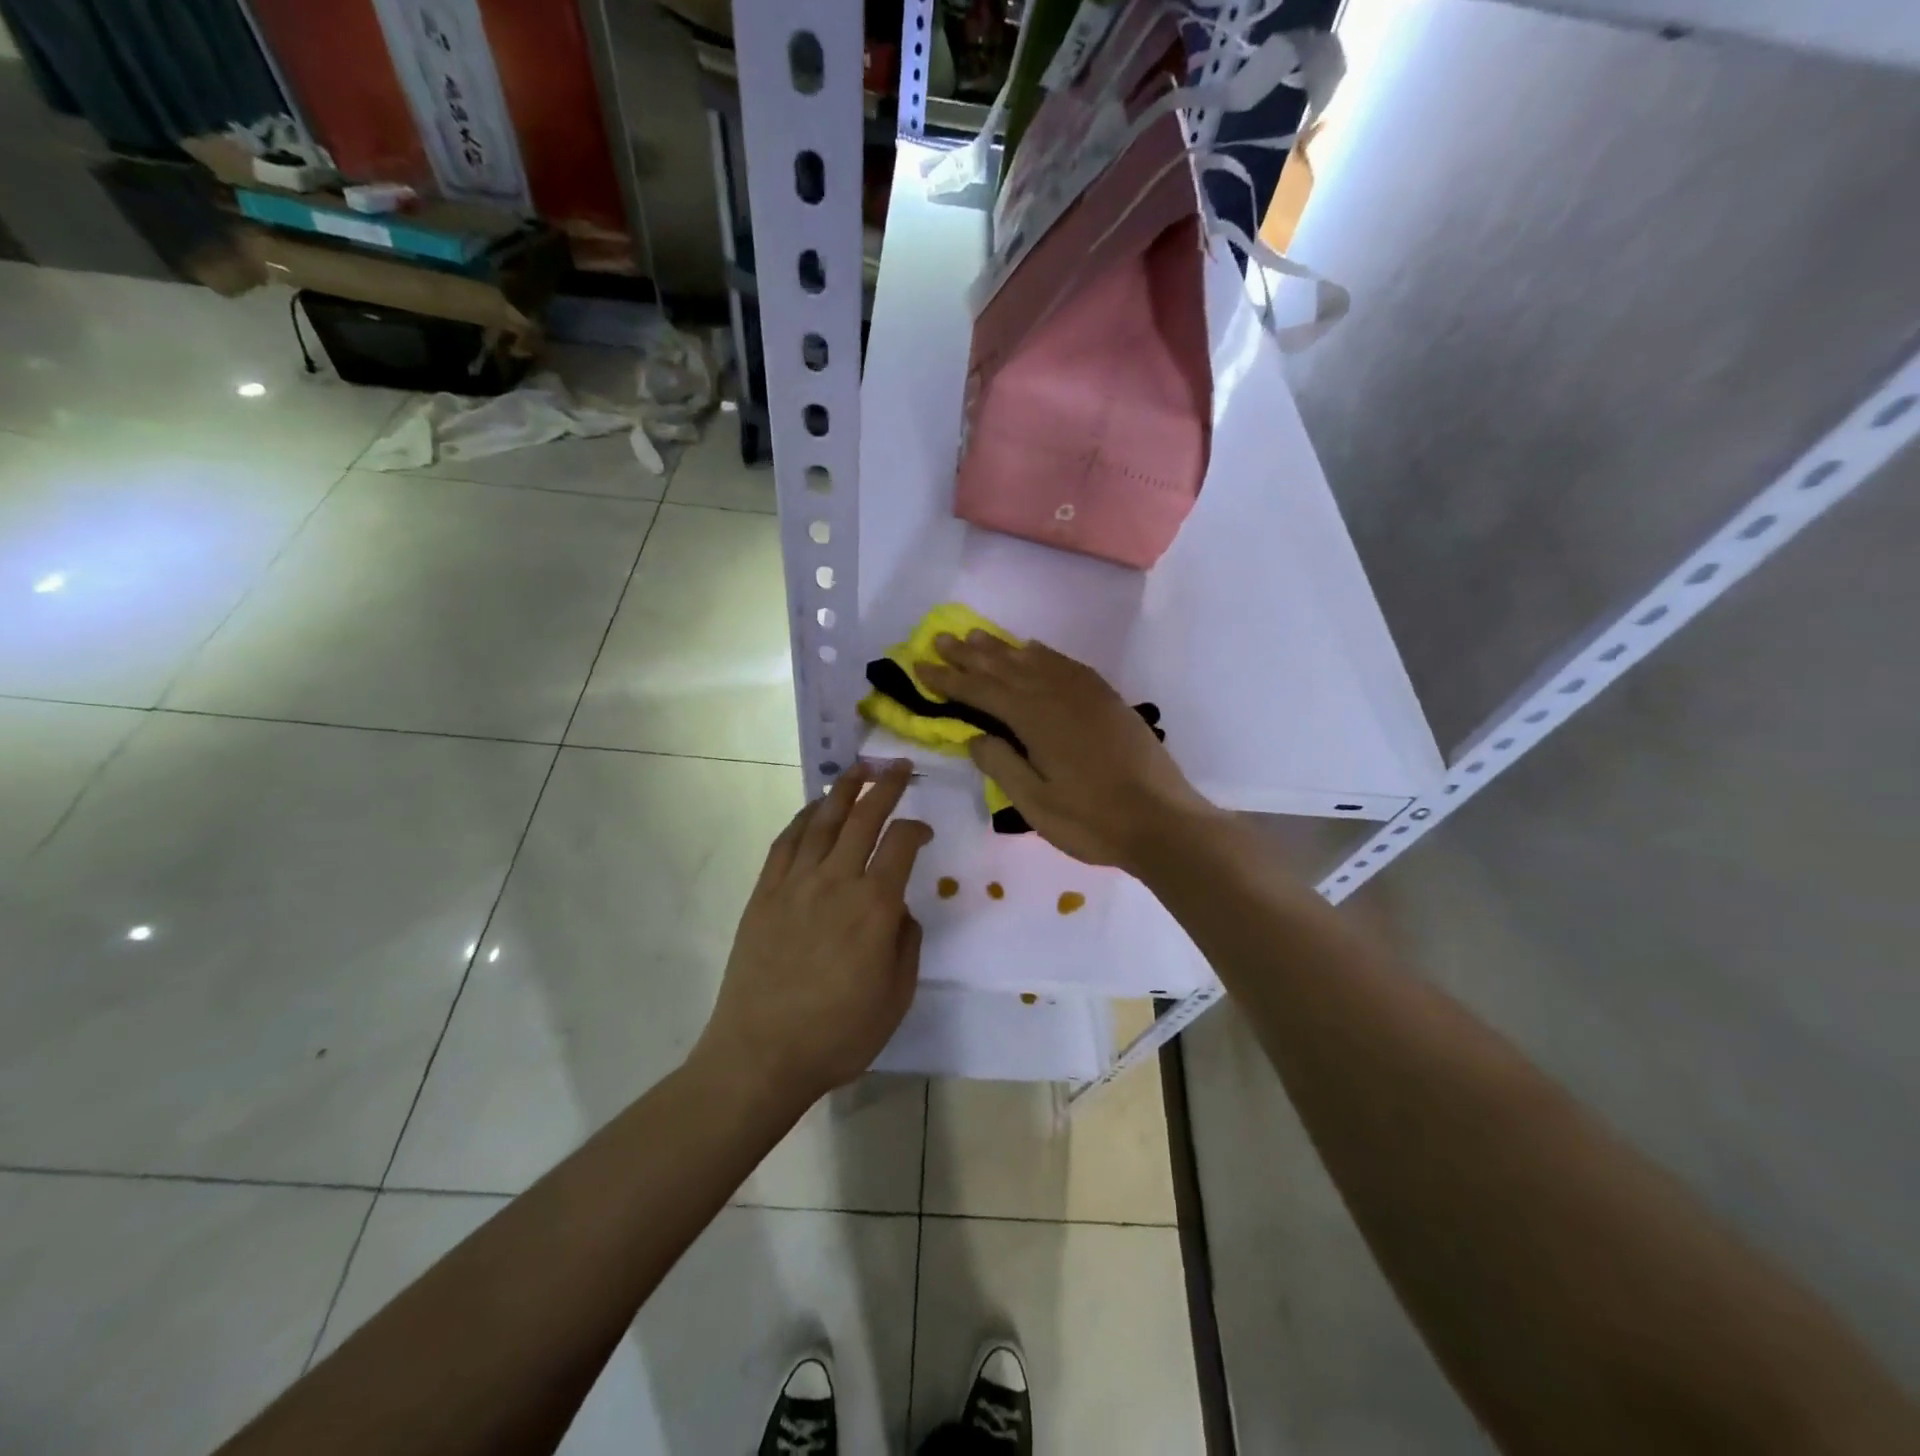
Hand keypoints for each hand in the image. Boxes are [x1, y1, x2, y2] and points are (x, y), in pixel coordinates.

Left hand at [696, 760, 932, 1104]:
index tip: (924, 830)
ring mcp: (796, 883)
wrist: (761, 1054)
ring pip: (823, 821)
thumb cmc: (838, 1034)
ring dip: (843, 789)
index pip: (902, 844)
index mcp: (875, 907)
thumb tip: (898, 908)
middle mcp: (836, 882)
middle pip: (864, 818)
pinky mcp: (765, 893)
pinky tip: (813, 809)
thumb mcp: (896, 997)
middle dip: (886, 786)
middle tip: (898, 766)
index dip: (917, 827)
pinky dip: (803, 818)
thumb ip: (906, 942)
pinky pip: (786, 842)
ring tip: (859, 768)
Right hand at [918, 633, 1216, 873]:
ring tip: (976, 636)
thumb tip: (974, 736)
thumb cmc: (1093, 821)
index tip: (921, 666)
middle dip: (970, 654)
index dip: (949, 679)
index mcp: (1035, 720)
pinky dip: (1044, 655)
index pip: (982, 692)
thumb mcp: (1036, 804)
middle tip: (941, 639)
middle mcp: (1058, 695)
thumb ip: (1001, 765)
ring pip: (1036, 661)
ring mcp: (1087, 694)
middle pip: (1006, 667)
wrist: (1163, 821)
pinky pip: (1068, 665)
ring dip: (1003, 648)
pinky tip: (1033, 650)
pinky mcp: (1108, 700)